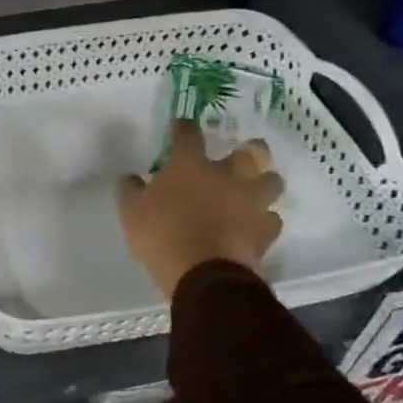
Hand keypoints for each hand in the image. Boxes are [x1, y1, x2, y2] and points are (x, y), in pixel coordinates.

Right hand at [115, 121, 284, 297]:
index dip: (183, 127)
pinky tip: (255, 226)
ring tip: (255, 190)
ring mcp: (250, 204)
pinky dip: (264, 221)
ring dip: (265, 183)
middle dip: (251, 149)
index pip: (188, 133)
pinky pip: (272, 220)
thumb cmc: (162, 236)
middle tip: (242, 155)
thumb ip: (130, 190)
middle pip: (251, 152)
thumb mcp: (131, 212)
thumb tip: (131, 178)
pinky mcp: (264, 232)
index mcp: (190, 166)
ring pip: (272, 183)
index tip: (180, 127)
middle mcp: (226, 177)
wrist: (203, 276)